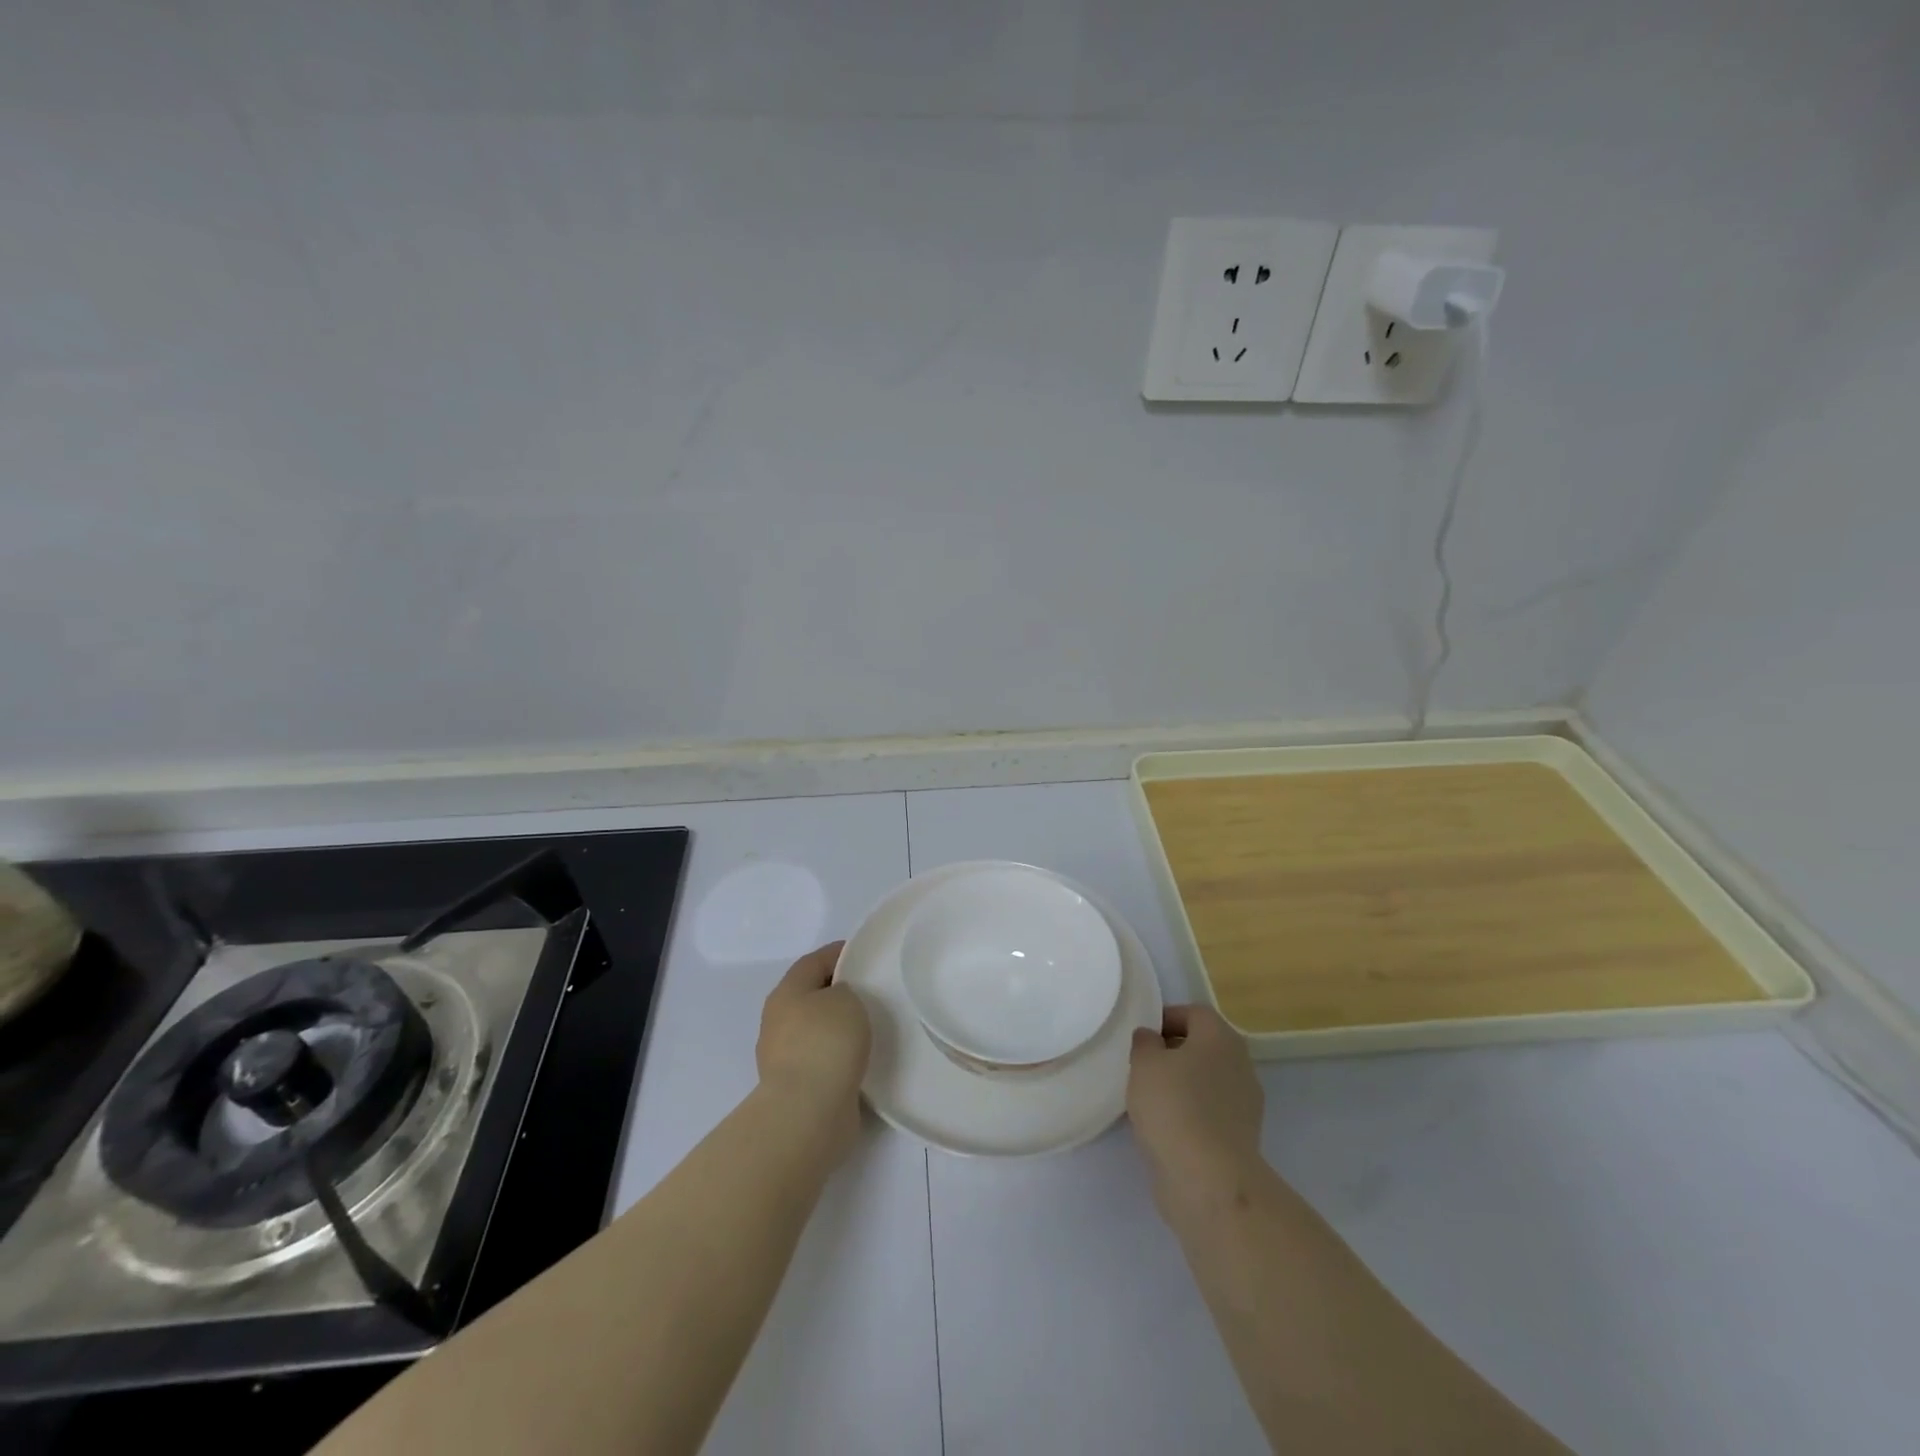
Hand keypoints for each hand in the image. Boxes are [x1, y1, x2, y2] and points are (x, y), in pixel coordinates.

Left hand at [755, 943, 871, 1159]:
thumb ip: (845, 990)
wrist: (808, 1113)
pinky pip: (823, 1060)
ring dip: (839, 1027)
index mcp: (786, 992)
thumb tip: (838, 1002)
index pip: (814, 961)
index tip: (866, 955)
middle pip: (812, 995)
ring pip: (817, 1030)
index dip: (839, 953)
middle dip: (839, 991)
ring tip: (873, 1027)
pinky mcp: (798, 1087)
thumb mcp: (846, 998)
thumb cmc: (826, 1042)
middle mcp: (779, 1021)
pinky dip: (840, 1056)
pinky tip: (863, 1058)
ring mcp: (785, 1057)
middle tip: (873, 991)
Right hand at [1128, 1005, 1263, 1215]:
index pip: (1194, 1013)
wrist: (1208, 1179)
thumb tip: (1152, 1038)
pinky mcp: (1240, 1137)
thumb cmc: (1174, 1106)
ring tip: (1150, 1099)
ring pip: (1207, 1080)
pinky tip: (1166, 1127)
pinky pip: (1210, 1111)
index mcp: (1220, 1037)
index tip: (1141, 1037)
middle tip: (1143, 1066)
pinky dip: (1190, 1113)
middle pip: (1203, 1046)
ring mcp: (1244, 1103)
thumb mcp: (1144, 1063)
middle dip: (1173, 1053)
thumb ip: (1145, 1042)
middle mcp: (1240, 1064)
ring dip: (1182, 1085)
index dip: (1166, 1018)